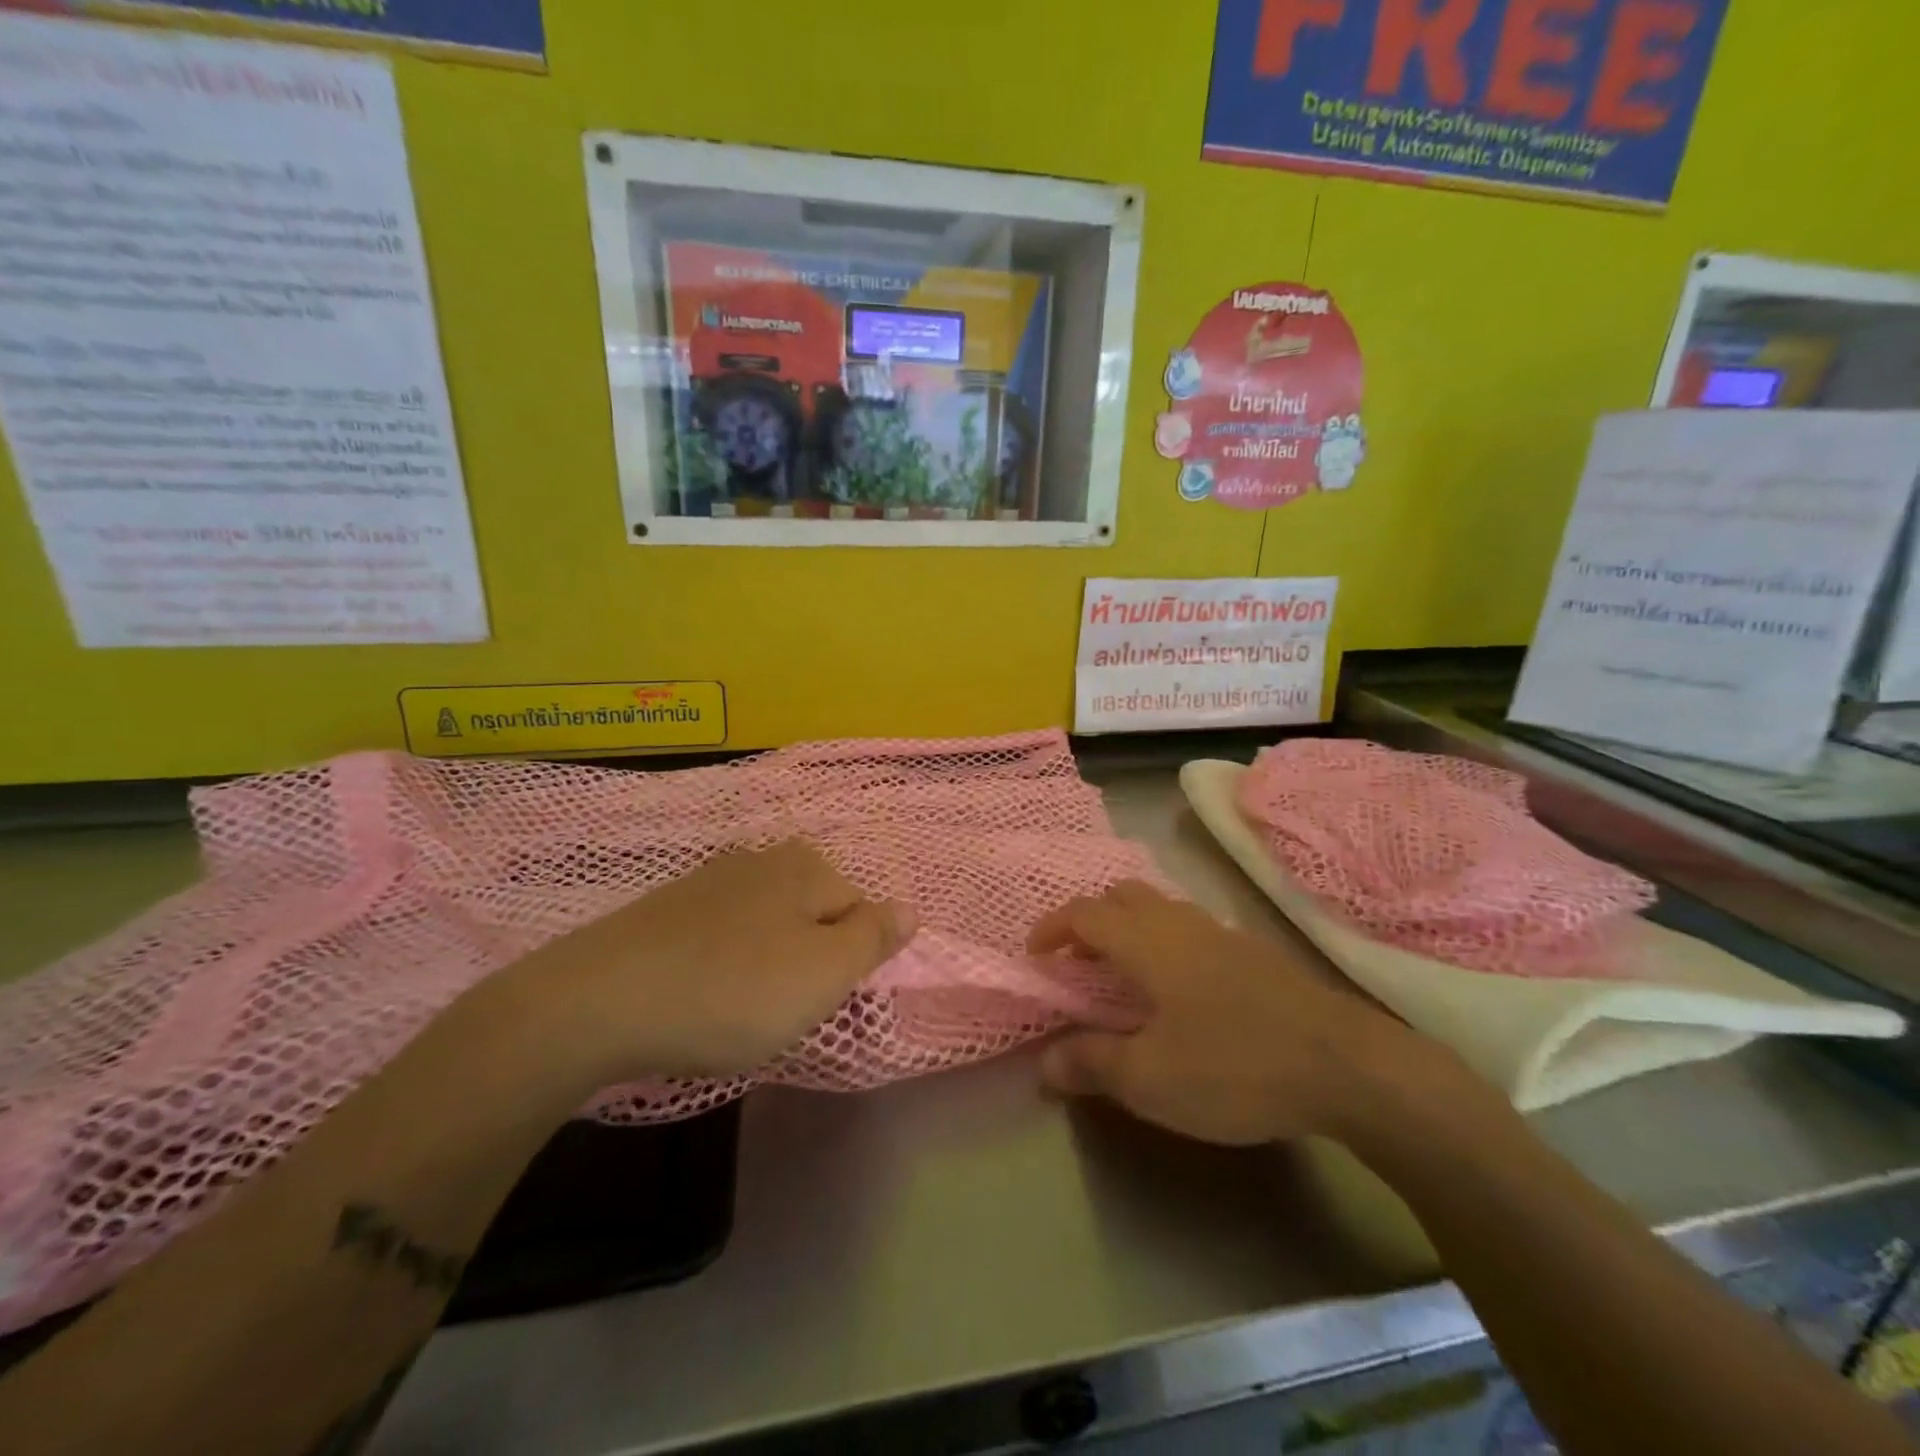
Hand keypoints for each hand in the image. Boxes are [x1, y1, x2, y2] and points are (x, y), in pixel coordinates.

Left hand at [497, 839, 915, 1086]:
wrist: (598, 1003)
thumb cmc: (731, 990)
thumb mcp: (823, 973)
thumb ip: (874, 938)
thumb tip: (910, 909)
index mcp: (805, 865)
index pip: (859, 913)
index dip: (844, 964)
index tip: (810, 1000)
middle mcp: (761, 858)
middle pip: (813, 918)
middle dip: (806, 963)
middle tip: (775, 1008)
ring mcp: (709, 880)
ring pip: (768, 929)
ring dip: (764, 968)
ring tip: (735, 1009)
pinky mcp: (667, 909)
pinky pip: (720, 938)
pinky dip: (721, 967)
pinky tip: (697, 996)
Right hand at [1029, 880, 1435, 1145]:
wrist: (1346, 1065)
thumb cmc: (1233, 1066)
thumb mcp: (1150, 1080)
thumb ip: (1091, 1065)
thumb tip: (1043, 1063)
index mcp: (1146, 942)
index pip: (1083, 914)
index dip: (1052, 928)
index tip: (1035, 957)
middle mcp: (1179, 923)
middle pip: (1122, 896)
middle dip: (1090, 920)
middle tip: (1078, 964)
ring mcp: (1220, 934)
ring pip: (1159, 908)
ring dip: (1129, 929)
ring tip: (1123, 977)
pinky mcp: (1252, 953)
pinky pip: (1189, 928)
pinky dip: (1164, 942)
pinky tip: (1179, 991)